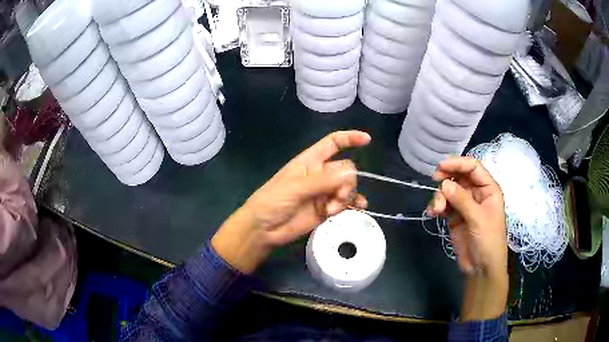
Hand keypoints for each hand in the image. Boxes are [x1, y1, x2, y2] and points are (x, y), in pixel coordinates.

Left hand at [211, 131, 370, 273]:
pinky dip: (354, 205)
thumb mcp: (295, 187)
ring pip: (347, 187)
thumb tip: (350, 176)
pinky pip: (346, 203)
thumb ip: (322, 181)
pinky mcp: (326, 209)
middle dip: (347, 182)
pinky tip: (360, 208)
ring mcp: (324, 193)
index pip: (332, 143)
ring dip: (346, 197)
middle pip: (346, 169)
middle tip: (336, 197)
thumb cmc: (272, 201)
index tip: (367, 140)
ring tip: (333, 210)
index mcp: (310, 161)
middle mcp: (320, 174)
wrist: (263, 229)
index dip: (349, 138)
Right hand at [426, 157, 507, 319]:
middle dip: (446, 179)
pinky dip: (437, 206)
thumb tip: (443, 184)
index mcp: (488, 189)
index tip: (441, 167)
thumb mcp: (478, 218)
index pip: (473, 168)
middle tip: (434, 182)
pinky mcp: (455, 217)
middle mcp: (477, 193)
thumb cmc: (488, 240)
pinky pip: (444, 205)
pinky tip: (432, 213)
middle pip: (459, 177)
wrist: (481, 268)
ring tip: (436, 210)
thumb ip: (462, 200)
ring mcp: (465, 205)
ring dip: (440, 196)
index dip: (458, 164)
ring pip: (449, 191)